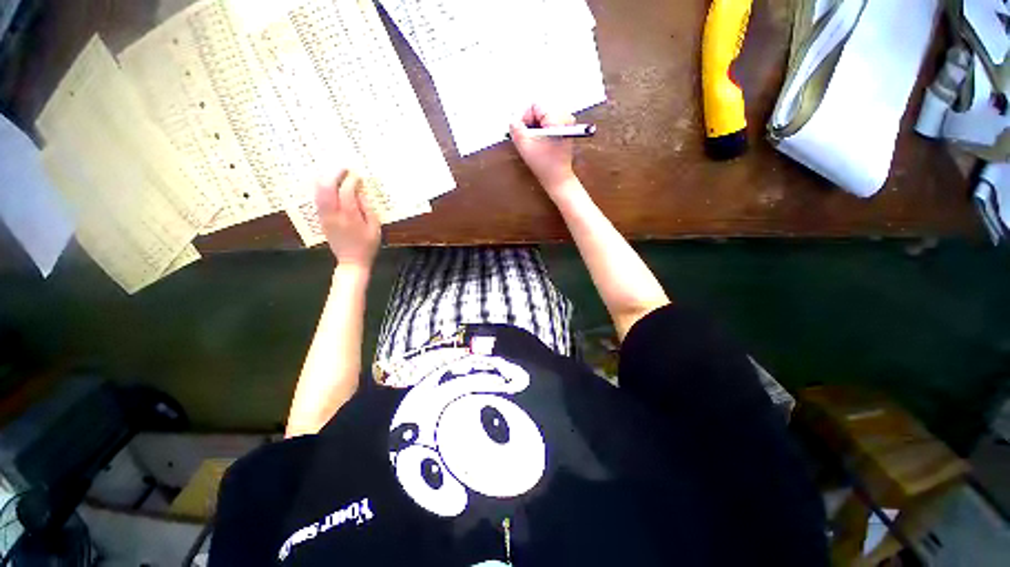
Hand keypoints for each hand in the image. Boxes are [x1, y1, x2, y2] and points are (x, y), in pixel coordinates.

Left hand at [315, 170, 380, 268]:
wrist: (352, 261)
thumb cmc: (368, 246)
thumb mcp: (375, 228)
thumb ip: (367, 209)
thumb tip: (360, 193)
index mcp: (350, 216)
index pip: (347, 191)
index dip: (351, 180)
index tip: (357, 175)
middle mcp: (335, 214)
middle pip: (328, 188)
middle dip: (335, 175)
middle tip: (343, 168)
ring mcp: (325, 216)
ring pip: (319, 192)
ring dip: (326, 179)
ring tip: (335, 173)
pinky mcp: (321, 219)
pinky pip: (318, 199)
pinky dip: (322, 188)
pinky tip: (328, 184)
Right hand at [509, 104, 578, 194]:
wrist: (558, 178)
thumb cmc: (545, 165)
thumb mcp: (525, 146)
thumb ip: (516, 129)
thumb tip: (512, 119)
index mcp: (557, 117)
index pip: (535, 105)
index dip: (523, 116)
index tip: (518, 129)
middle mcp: (565, 116)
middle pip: (540, 108)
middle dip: (528, 121)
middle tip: (523, 135)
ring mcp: (567, 122)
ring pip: (543, 114)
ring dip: (534, 125)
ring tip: (530, 139)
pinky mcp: (565, 129)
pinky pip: (549, 120)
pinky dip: (540, 128)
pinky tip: (537, 140)